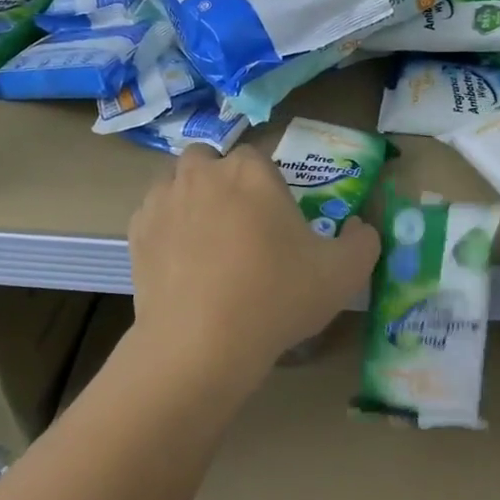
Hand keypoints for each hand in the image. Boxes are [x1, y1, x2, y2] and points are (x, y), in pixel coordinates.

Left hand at [126, 144, 379, 389]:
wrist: (201, 342)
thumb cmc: (277, 297)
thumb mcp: (344, 274)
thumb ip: (363, 241)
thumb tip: (361, 227)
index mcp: (251, 171)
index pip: (258, 156)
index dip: (268, 184)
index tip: (276, 219)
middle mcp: (203, 173)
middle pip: (211, 161)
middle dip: (223, 181)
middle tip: (241, 225)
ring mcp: (163, 201)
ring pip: (177, 184)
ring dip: (192, 200)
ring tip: (208, 244)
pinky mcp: (136, 232)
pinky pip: (154, 216)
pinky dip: (166, 229)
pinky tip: (182, 264)